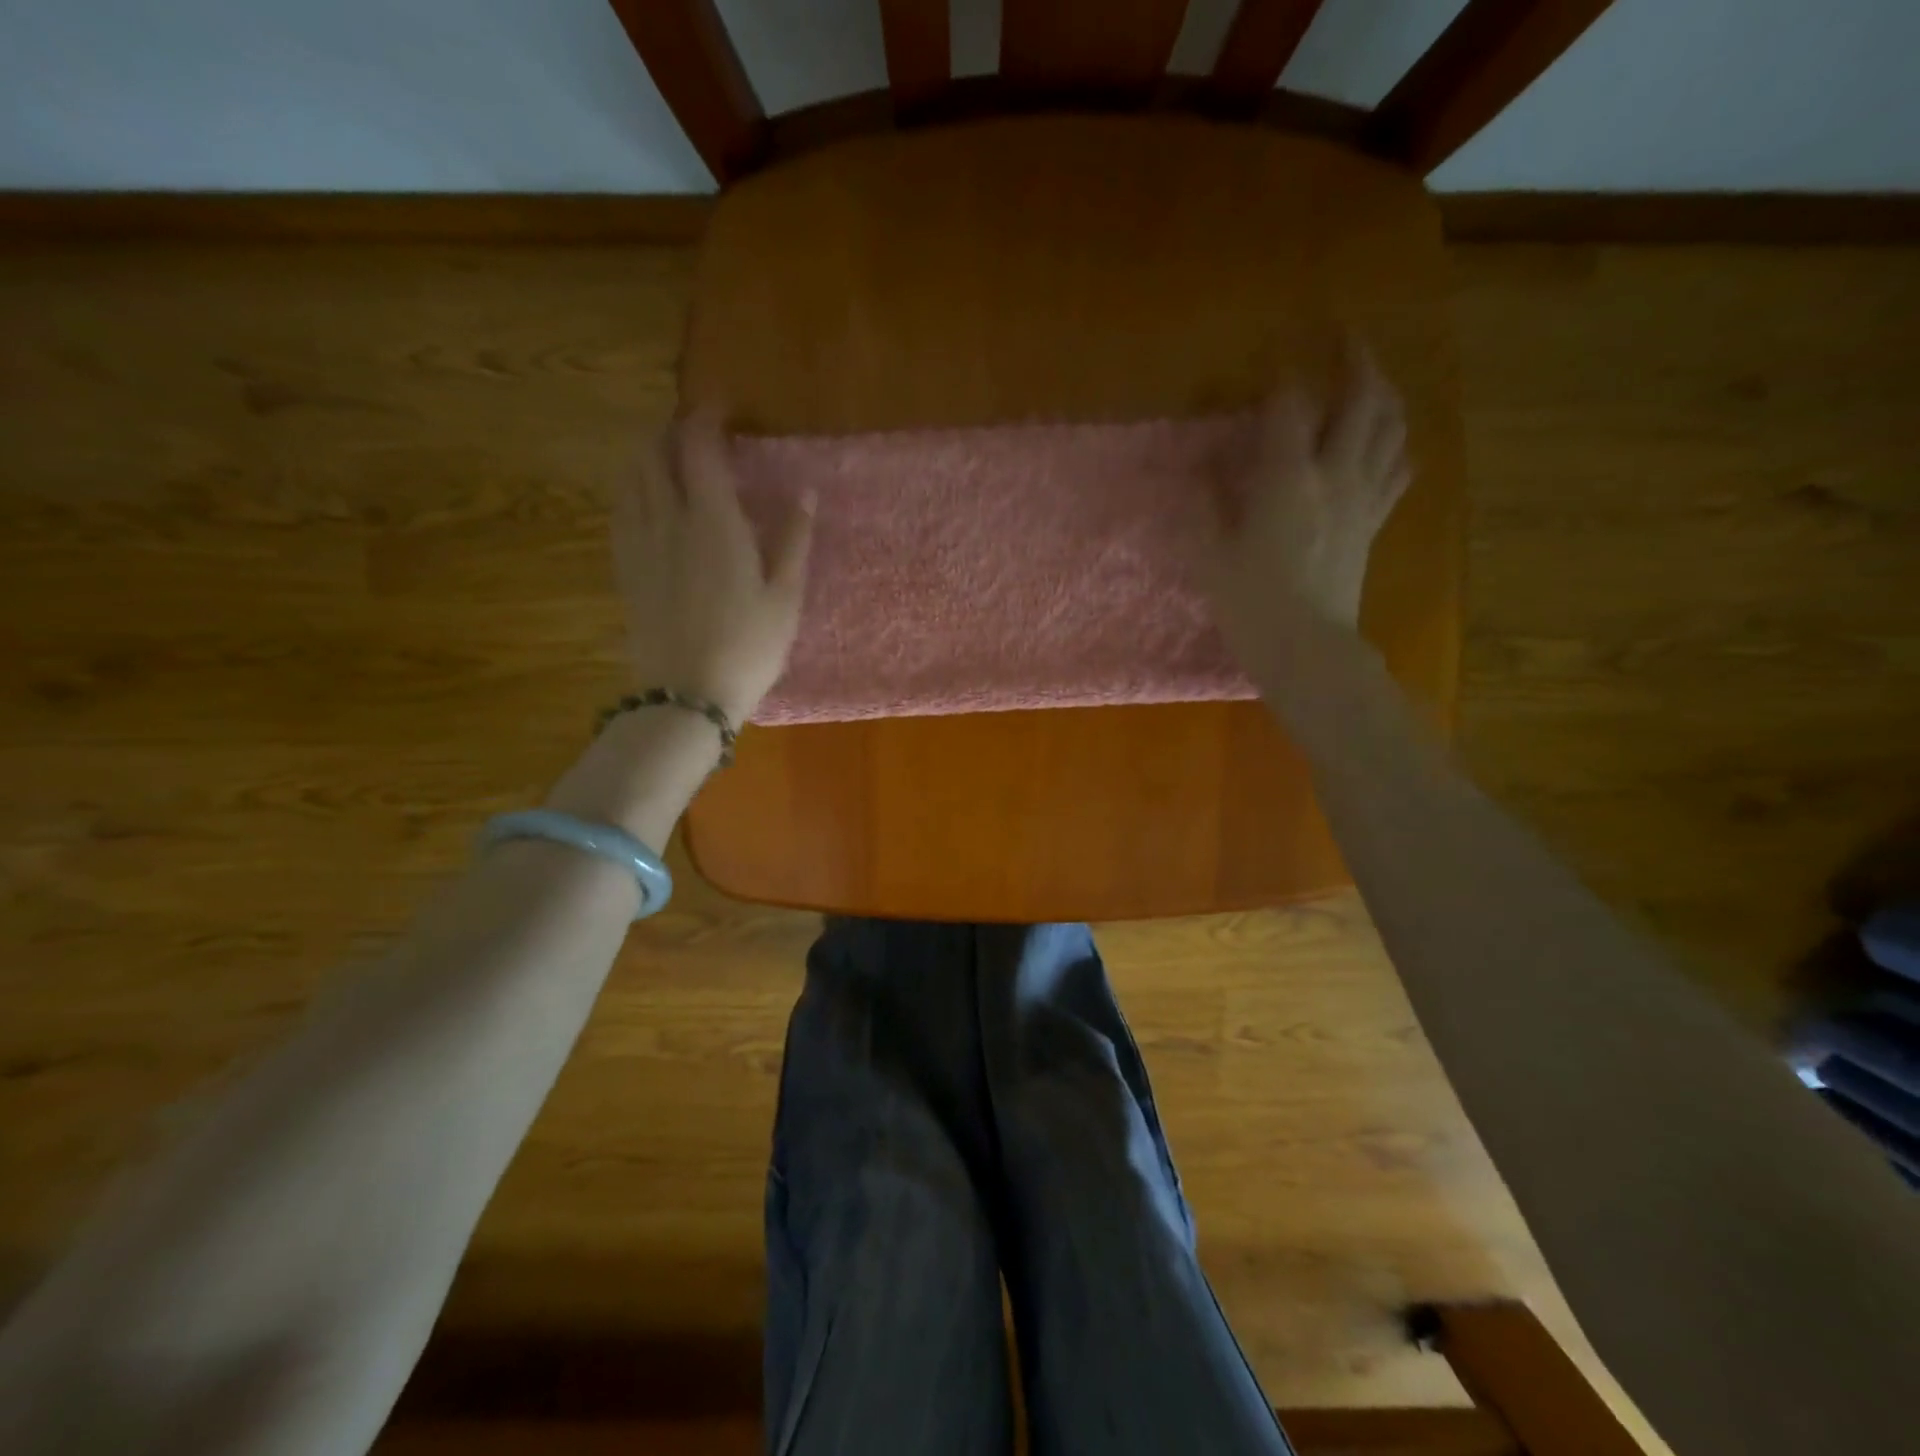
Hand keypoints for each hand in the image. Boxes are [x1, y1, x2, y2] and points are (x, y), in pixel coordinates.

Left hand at [613, 412, 813, 725]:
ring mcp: (639, 544)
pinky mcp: (625, 569)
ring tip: (670, 461)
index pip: (699, 447)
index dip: (707, 418)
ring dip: (647, 456)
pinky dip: (634, 491)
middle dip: (670, 431)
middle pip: (652, 453)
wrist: (687, 694)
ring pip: (630, 478)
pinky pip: (621, 511)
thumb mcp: (785, 597)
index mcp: (713, 521)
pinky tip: (649, 504)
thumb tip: (804, 493)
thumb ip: (793, 540)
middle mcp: (668, 520)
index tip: (721, 408)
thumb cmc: (748, 646)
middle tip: (694, 433)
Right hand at [1205, 342, 1410, 656]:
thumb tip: (1204, 466)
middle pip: (1361, 398)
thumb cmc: (1250, 602)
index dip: (1284, 371)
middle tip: (1345, 335)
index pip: (1292, 403)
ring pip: (1390, 426)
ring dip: (1383, 391)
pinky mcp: (1374, 522)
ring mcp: (1362, 496)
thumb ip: (1208, 501)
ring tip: (1371, 378)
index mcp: (1288, 477)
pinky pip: (1397, 468)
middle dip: (1355, 358)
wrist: (1306, 648)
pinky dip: (1394, 442)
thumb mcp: (1211, 552)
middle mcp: (1335, 473)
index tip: (1275, 350)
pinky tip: (1386, 439)